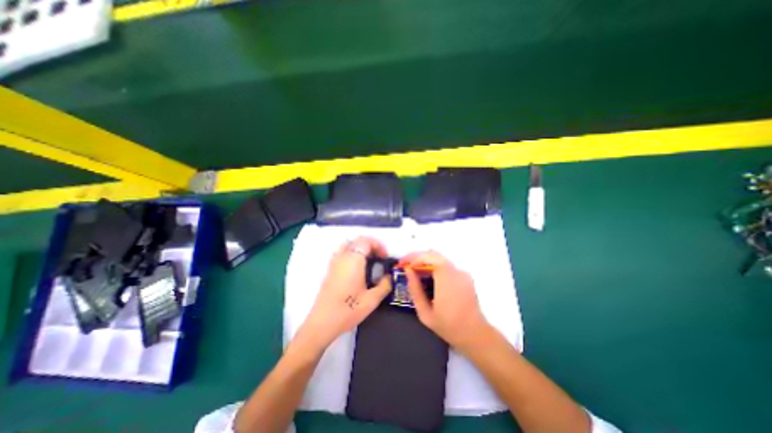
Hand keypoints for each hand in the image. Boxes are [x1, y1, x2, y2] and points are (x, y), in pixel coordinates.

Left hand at [296, 236, 392, 351]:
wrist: (322, 323)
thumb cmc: (348, 310)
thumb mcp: (372, 300)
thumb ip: (385, 285)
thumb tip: (390, 276)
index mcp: (353, 260)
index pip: (366, 241)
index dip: (378, 245)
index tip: (384, 257)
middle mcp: (342, 256)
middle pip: (357, 240)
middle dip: (371, 245)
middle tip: (379, 257)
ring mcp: (334, 262)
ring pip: (348, 244)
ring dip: (360, 247)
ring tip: (369, 260)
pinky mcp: (330, 269)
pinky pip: (342, 252)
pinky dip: (352, 252)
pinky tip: (357, 268)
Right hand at [401, 250, 490, 350]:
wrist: (475, 334)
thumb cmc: (448, 326)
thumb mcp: (425, 312)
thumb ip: (415, 289)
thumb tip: (408, 270)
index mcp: (446, 278)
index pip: (427, 257)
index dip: (412, 257)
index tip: (402, 264)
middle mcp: (456, 270)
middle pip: (433, 254)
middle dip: (417, 257)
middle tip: (406, 266)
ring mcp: (462, 272)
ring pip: (439, 258)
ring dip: (425, 261)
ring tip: (414, 271)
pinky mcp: (465, 276)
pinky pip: (446, 265)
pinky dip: (434, 266)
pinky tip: (428, 277)